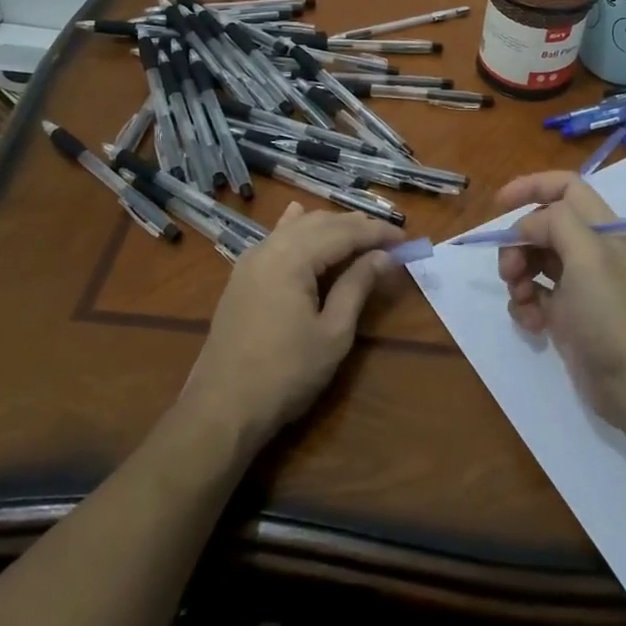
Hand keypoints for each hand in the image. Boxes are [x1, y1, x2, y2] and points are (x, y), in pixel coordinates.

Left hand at [178, 203, 400, 449]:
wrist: (221, 410)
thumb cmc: (286, 374)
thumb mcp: (333, 333)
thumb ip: (357, 286)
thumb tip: (384, 256)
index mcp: (293, 257)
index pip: (343, 232)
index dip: (376, 233)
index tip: (405, 239)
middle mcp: (270, 248)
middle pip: (320, 223)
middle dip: (356, 226)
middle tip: (388, 239)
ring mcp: (251, 261)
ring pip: (297, 227)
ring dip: (329, 226)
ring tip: (358, 234)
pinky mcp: (242, 277)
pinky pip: (275, 238)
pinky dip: (296, 228)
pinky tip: (299, 216)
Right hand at [495, 171, 625, 431]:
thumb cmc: (611, 313)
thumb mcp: (588, 256)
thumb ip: (556, 223)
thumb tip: (528, 227)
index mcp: (601, 228)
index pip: (565, 187)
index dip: (532, 186)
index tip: (499, 204)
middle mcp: (589, 250)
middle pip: (541, 225)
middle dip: (517, 242)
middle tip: (509, 269)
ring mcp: (578, 284)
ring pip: (533, 260)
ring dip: (517, 274)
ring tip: (523, 298)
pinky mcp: (566, 315)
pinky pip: (533, 295)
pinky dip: (525, 304)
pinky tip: (531, 323)